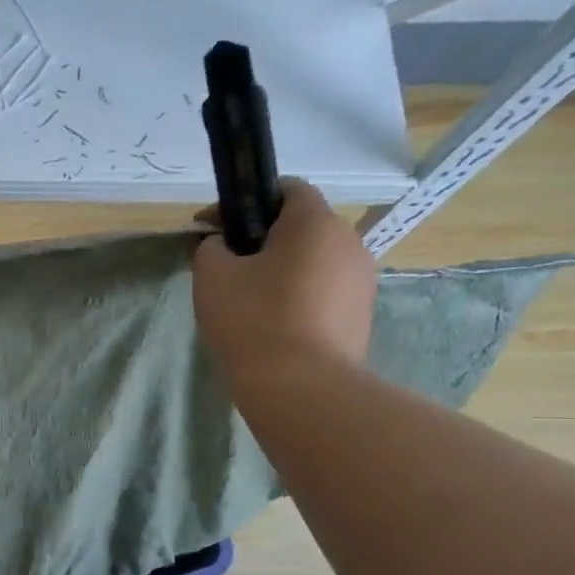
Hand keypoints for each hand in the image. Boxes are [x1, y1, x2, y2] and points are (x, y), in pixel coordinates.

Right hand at [192, 179, 377, 398]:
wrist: (301, 386)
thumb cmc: (252, 319)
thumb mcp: (212, 275)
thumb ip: (211, 247)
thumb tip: (221, 245)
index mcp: (314, 222)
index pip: (287, 188)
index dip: (247, 201)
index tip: (213, 228)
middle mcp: (349, 242)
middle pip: (302, 226)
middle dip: (263, 239)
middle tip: (227, 267)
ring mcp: (362, 281)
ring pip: (314, 261)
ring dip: (283, 270)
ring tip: (249, 300)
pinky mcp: (362, 315)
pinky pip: (324, 292)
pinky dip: (299, 297)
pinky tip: (273, 324)